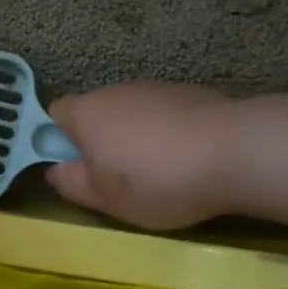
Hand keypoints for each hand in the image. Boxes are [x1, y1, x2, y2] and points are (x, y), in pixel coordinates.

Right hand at [46, 82, 244, 230]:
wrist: (234, 151)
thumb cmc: (156, 180)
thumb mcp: (106, 199)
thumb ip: (73, 184)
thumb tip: (55, 171)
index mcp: (85, 113)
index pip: (53, 114)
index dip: (57, 141)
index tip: (75, 169)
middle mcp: (114, 91)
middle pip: (94, 113)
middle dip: (99, 142)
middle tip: (116, 179)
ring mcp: (154, 88)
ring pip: (130, 114)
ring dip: (134, 138)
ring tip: (159, 172)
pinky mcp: (188, 93)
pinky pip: (162, 115)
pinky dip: (166, 134)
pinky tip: (186, 160)